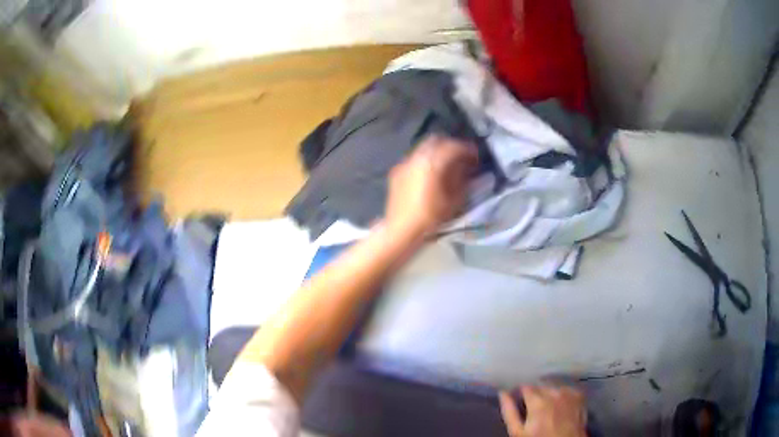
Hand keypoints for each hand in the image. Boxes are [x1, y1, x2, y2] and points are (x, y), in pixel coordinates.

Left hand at [385, 135, 477, 238]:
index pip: (453, 147)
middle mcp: (416, 157)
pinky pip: (414, 159)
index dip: (467, 149)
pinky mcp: (396, 172)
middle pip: (436, 141)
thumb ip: (463, 180)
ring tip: (446, 165)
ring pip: (423, 148)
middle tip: (461, 157)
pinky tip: (429, 174)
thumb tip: (468, 168)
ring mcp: (404, 163)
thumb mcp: (454, 200)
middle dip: (450, 146)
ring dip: (436, 152)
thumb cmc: (430, 218)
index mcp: (431, 162)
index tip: (476, 156)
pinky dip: (425, 160)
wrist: (400, 231)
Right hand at [499, 386, 586, 436]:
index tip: (519, 400)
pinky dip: (561, 394)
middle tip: (532, 407)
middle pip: (540, 386)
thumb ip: (509, 411)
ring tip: (546, 407)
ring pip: (553, 386)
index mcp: (538, 402)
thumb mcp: (518, 432)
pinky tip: (559, 405)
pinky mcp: (579, 395)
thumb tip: (502, 393)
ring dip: (548, 393)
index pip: (525, 387)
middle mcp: (555, 393)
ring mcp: (569, 393)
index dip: (521, 393)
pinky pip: (566, 389)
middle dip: (535, 393)